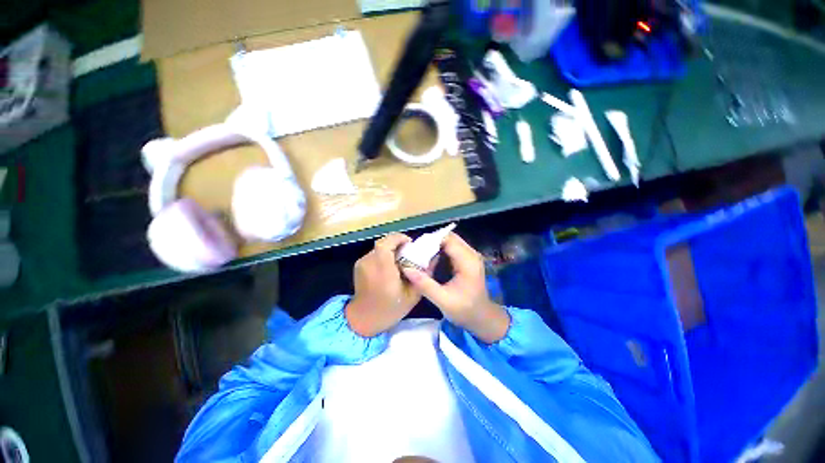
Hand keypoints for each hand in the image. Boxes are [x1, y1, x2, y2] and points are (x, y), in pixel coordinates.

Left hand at [346, 233, 423, 336]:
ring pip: (379, 247)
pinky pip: (374, 254)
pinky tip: (388, 267)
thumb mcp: (413, 294)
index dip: (399, 238)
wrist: (364, 319)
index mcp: (382, 270)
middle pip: (383, 242)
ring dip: (390, 250)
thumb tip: (433, 257)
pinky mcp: (358, 265)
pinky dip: (383, 256)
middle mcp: (370, 263)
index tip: (410, 244)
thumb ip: (424, 275)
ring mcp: (362, 263)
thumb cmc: (390, 309)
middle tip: (407, 252)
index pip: (386, 243)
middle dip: (397, 243)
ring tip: (399, 261)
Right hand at [402, 232, 509, 343]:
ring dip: (436, 246)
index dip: (431, 241)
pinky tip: (432, 260)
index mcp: (468, 261)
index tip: (416, 249)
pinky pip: (453, 248)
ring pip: (451, 242)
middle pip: (450, 238)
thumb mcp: (443, 300)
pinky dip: (442, 251)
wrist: (482, 318)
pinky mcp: (469, 259)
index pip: (448, 240)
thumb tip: (406, 269)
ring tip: (422, 256)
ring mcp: (471, 256)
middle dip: (432, 242)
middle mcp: (472, 254)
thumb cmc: (464, 310)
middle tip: (417, 252)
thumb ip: (425, 284)